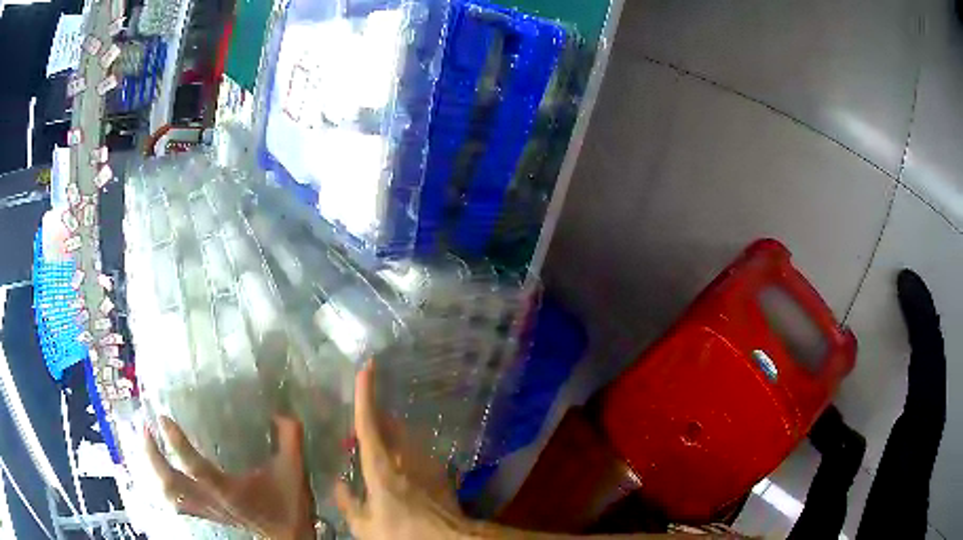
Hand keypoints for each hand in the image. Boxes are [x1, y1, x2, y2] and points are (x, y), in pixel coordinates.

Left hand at [145, 414, 314, 539]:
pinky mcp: (207, 513)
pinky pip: (178, 503)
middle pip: (171, 484)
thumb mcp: (292, 471)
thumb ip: (290, 440)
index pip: (196, 468)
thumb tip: (282, 412)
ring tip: (149, 444)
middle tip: (146, 428)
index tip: (163, 419)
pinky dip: (166, 487)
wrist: (288, 536)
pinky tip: (162, 473)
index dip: (177, 444)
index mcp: (229, 491)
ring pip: (171, 494)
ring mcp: (207, 509)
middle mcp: (212, 501)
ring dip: (155, 470)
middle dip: (153, 457)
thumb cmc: (287, 504)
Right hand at [334, 362, 468, 539]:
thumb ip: (348, 503)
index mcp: (381, 467)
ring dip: (390, 435)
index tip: (367, 367)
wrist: (449, 539)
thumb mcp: (365, 526)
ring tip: (377, 448)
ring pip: (405, 436)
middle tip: (360, 426)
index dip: (366, 394)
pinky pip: (417, 451)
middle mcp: (405, 457)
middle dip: (375, 417)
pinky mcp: (440, 472)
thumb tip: (338, 484)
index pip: (369, 424)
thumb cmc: (402, 533)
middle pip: (389, 425)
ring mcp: (426, 463)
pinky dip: (404, 450)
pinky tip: (401, 466)